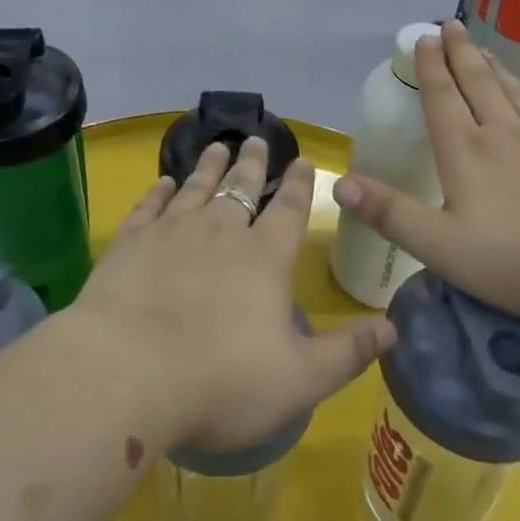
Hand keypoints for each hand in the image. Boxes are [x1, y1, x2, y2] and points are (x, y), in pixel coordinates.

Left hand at [72, 137, 396, 453]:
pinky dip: (158, 191)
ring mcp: (171, 232)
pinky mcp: (130, 242)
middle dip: (251, 163)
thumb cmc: (220, 382)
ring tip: (217, 146)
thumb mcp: (298, 380)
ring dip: (208, 166)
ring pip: (196, 187)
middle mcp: (220, 232)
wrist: (128, 372)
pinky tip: (163, 182)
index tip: (302, 159)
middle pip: (240, 187)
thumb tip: (391, 326)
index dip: (299, 184)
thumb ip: (346, 353)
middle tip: (255, 138)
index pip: (289, 210)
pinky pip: (149, 206)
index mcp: (263, 259)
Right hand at [332, 19, 519, 329]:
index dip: (430, 67)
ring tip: (481, 47)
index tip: (424, 38)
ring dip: (492, 65)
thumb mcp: (440, 246)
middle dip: (460, 52)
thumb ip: (389, 213)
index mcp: (465, 151)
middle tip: (451, 24)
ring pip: (512, 90)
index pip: (442, 97)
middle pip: (477, 82)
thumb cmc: (515, 259)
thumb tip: (339, 184)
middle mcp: (501, 133)